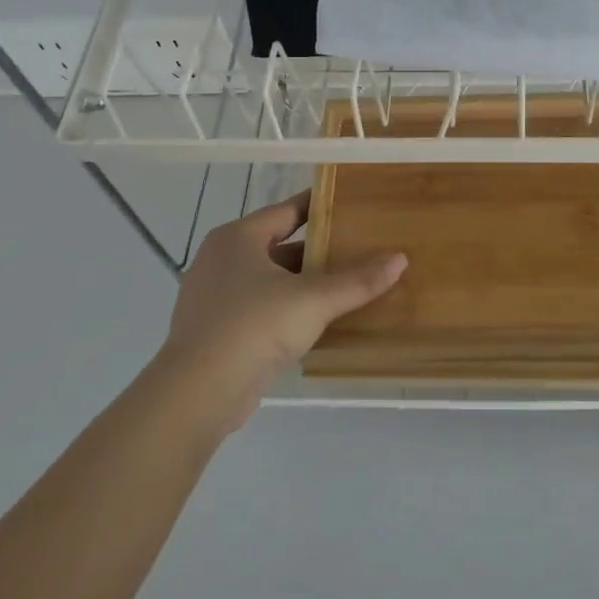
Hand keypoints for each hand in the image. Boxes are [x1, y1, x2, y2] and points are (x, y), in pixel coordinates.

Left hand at [156, 192, 406, 430]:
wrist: (197, 394)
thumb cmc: (254, 327)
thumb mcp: (313, 300)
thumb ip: (357, 280)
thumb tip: (400, 259)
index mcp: (238, 238)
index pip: (286, 210)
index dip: (319, 206)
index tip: (351, 204)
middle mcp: (220, 259)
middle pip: (279, 245)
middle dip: (317, 250)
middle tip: (358, 249)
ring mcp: (213, 297)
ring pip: (269, 280)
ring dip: (302, 283)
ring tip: (345, 285)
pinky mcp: (214, 331)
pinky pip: (258, 308)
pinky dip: (286, 309)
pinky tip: (315, 321)